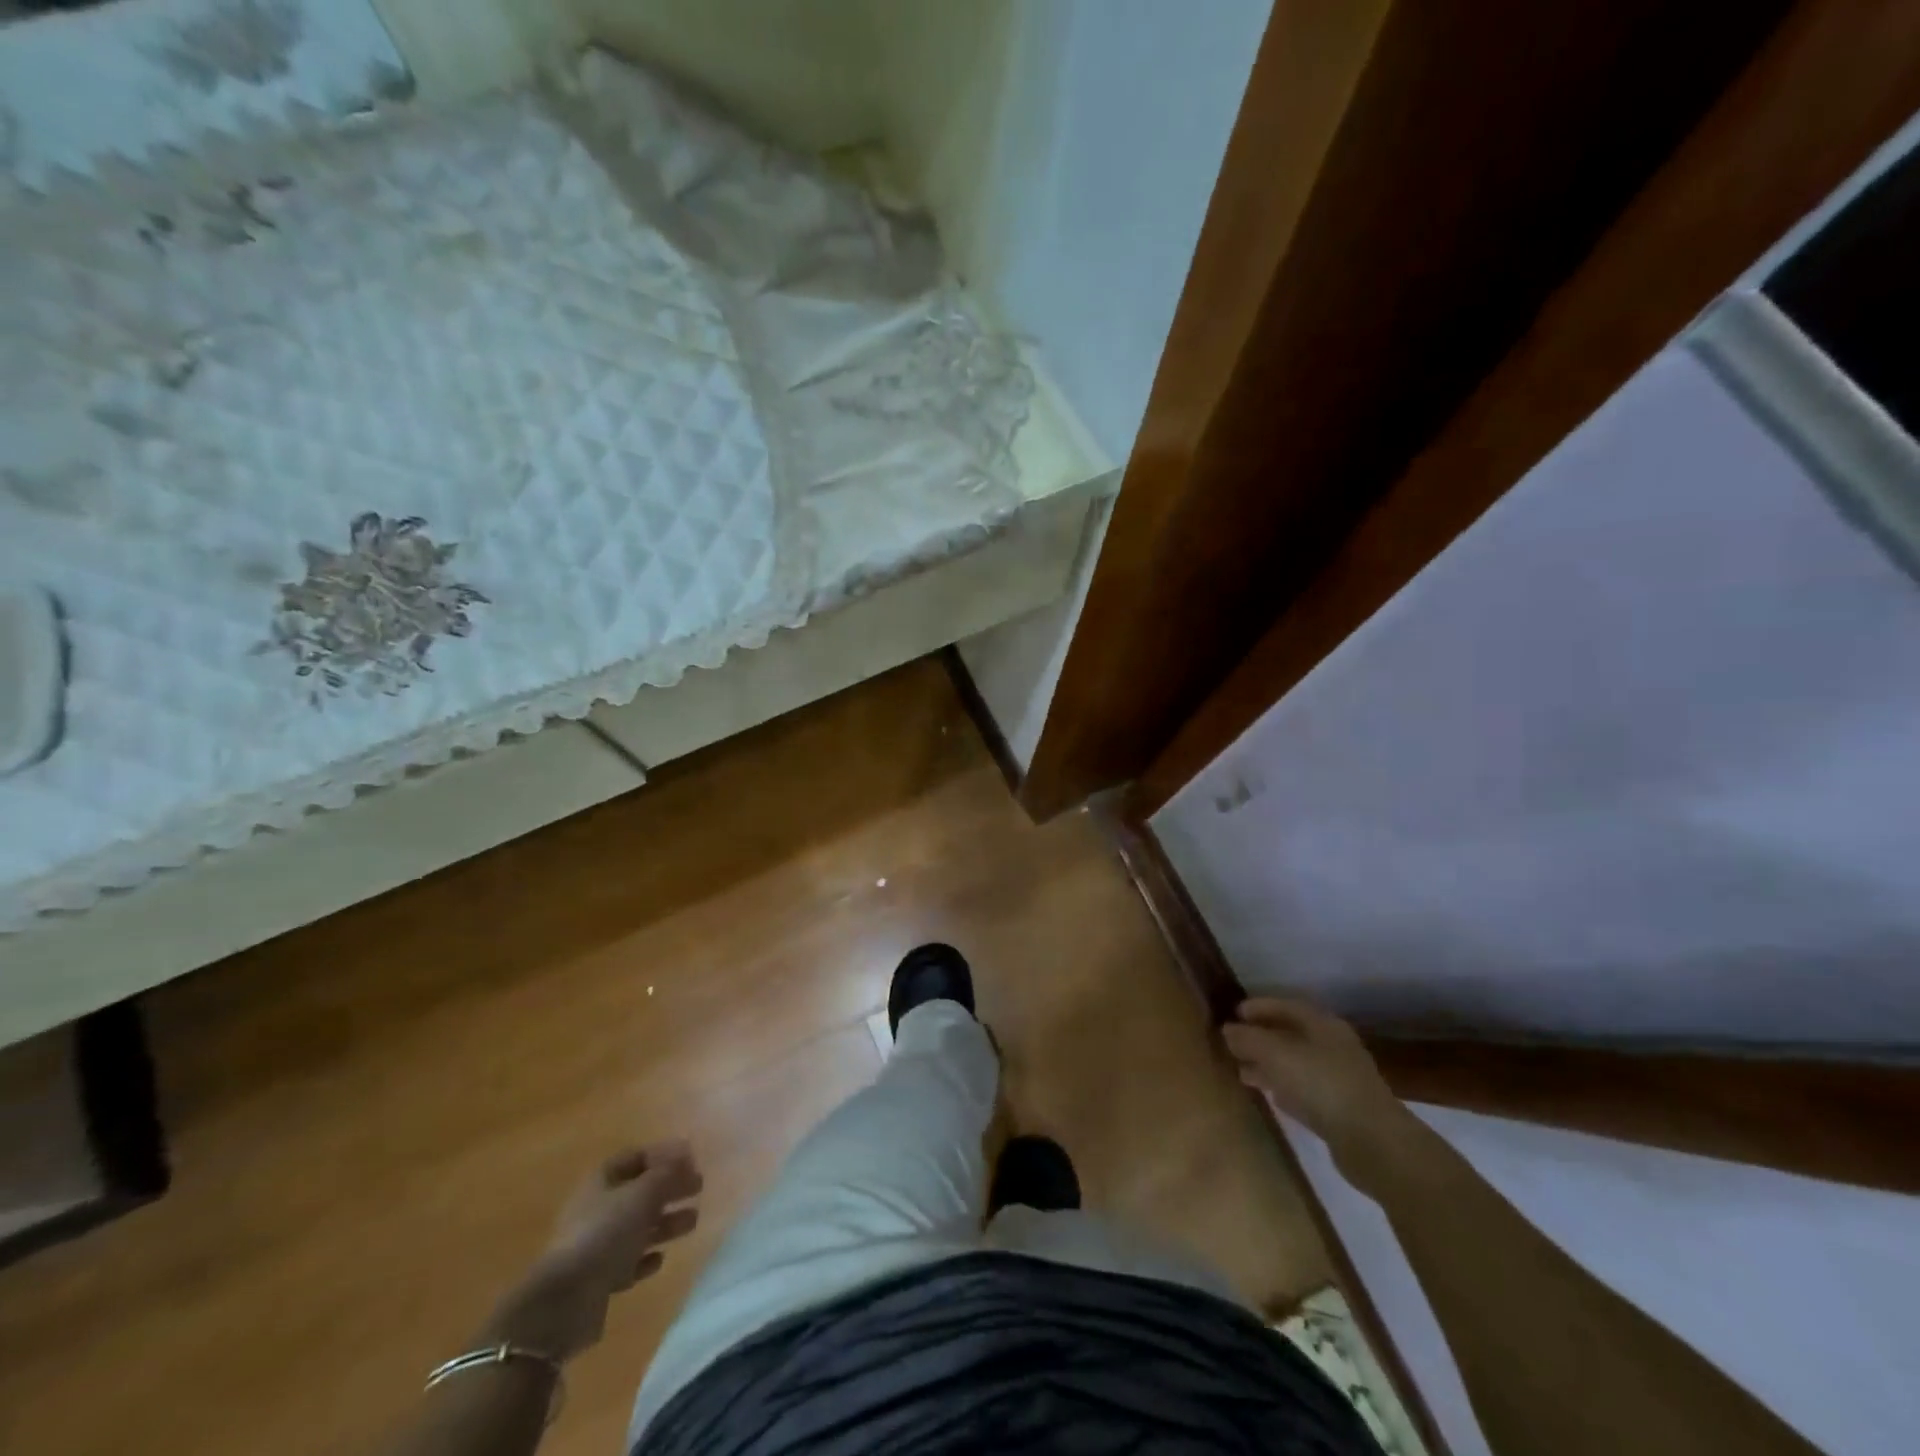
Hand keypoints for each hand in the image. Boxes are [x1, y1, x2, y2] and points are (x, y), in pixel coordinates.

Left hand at [482, 1141, 702, 1362]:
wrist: (563, 1303)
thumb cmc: (605, 1234)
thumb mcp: (642, 1194)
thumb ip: (667, 1173)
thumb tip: (685, 1156)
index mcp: (601, 1181)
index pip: (635, 1157)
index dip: (664, 1155)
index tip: (691, 1159)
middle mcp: (597, 1209)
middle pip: (639, 1192)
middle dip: (670, 1188)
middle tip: (699, 1187)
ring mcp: (595, 1246)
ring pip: (637, 1227)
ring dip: (665, 1223)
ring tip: (693, 1222)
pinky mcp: (597, 1280)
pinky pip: (627, 1263)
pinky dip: (645, 1258)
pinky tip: (660, 1259)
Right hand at [1222, 998, 1414, 1183]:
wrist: (1373, 1142)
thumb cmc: (1322, 1084)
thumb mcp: (1276, 1054)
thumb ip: (1248, 1039)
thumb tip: (1227, 1030)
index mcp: (1323, 1025)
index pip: (1286, 1006)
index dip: (1258, 1007)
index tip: (1233, 1014)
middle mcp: (1333, 1047)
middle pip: (1291, 1035)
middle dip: (1261, 1038)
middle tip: (1232, 1044)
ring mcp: (1339, 1079)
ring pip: (1296, 1064)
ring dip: (1269, 1065)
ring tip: (1241, 1072)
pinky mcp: (1340, 1109)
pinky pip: (1304, 1090)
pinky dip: (1284, 1088)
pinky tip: (1270, 1096)